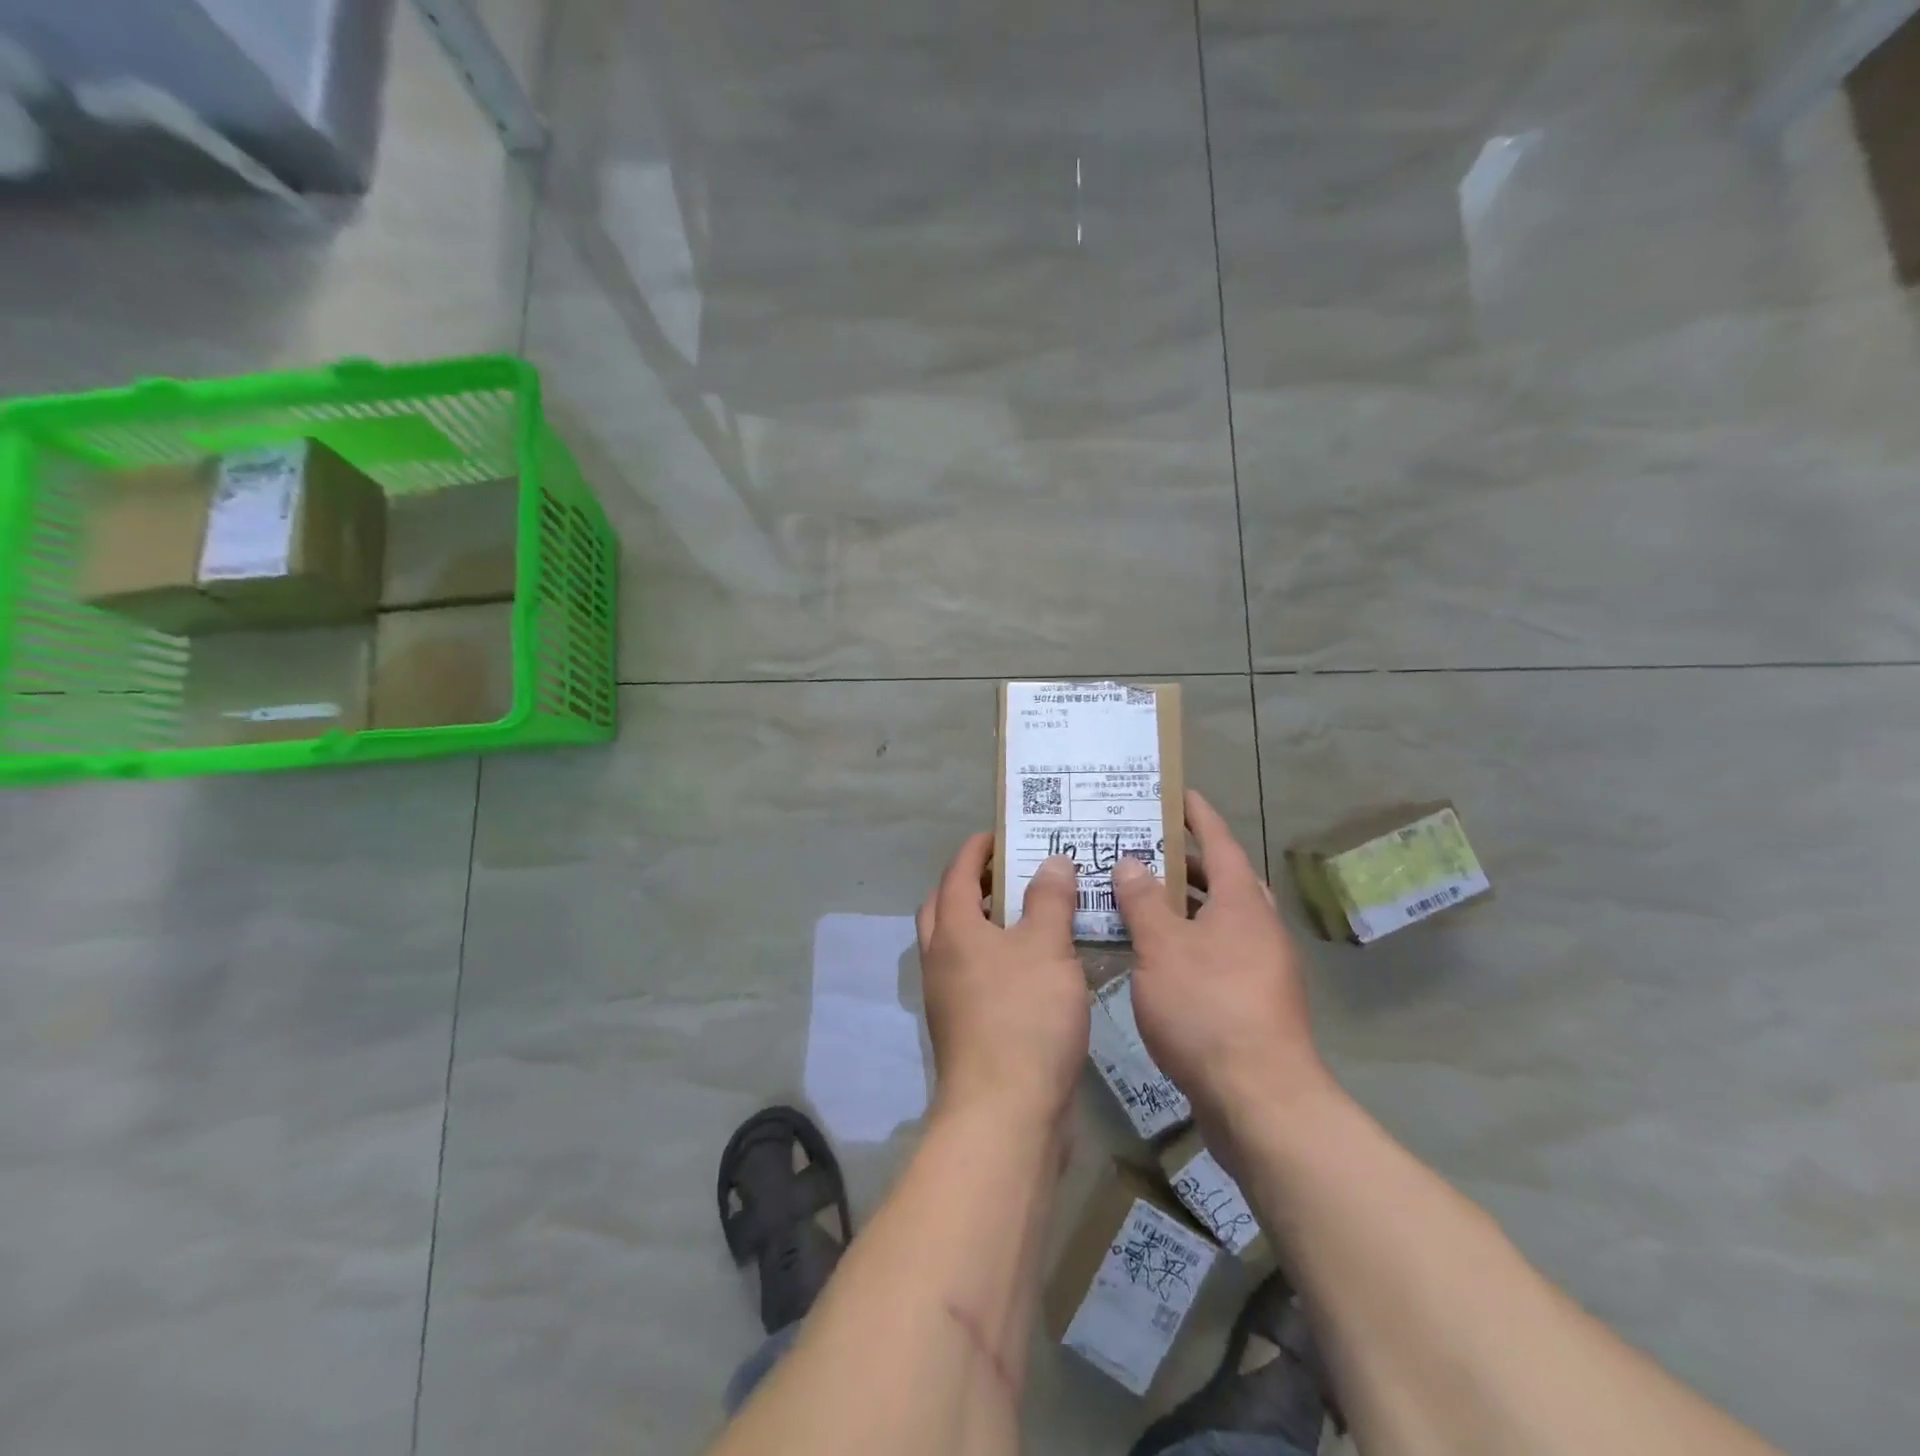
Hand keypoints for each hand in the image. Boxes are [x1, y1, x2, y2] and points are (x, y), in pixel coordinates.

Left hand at [917, 836, 1089, 1128]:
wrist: (1006, 1113)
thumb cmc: (1025, 1016)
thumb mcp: (1047, 947)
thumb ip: (1050, 899)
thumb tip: (1051, 861)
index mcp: (953, 930)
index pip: (957, 873)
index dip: (977, 849)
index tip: (1001, 834)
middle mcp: (941, 959)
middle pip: (947, 907)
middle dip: (974, 884)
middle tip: (1013, 874)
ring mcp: (949, 998)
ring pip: (961, 945)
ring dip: (988, 924)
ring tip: (1033, 915)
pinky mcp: (967, 1029)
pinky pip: (978, 977)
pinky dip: (999, 959)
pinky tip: (1038, 968)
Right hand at [1112, 791, 1331, 1123]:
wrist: (1260, 1099)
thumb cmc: (1208, 1008)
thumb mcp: (1162, 948)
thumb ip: (1143, 902)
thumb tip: (1131, 862)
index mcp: (1242, 903)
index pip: (1220, 842)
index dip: (1197, 815)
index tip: (1177, 793)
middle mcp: (1257, 927)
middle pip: (1221, 880)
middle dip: (1183, 862)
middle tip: (1141, 848)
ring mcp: (1259, 966)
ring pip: (1216, 919)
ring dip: (1181, 905)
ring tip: (1136, 896)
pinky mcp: (1251, 1000)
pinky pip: (1214, 951)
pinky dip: (1185, 940)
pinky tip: (1152, 954)